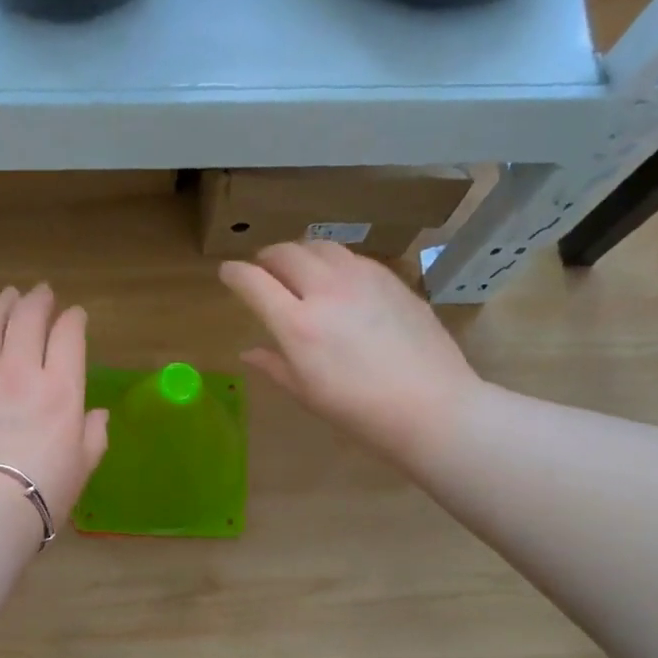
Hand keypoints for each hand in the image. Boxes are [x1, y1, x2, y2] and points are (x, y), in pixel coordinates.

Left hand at [0, 284, 109, 537]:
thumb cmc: (43, 494)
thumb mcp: (84, 466)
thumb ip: (94, 434)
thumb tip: (96, 414)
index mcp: (60, 388)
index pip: (68, 335)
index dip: (73, 319)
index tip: (75, 315)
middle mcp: (18, 371)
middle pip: (27, 318)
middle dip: (38, 300)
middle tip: (41, 293)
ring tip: (5, 297)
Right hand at [219, 242, 484, 462]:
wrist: (430, 405)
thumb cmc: (360, 412)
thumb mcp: (307, 394)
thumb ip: (274, 365)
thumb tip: (249, 352)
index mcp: (298, 324)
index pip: (254, 282)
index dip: (234, 274)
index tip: (227, 273)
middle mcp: (326, 290)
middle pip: (286, 253)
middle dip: (266, 257)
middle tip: (262, 270)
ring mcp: (362, 279)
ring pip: (320, 245)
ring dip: (300, 252)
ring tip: (298, 268)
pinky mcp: (390, 278)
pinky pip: (352, 257)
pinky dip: (333, 261)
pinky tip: (338, 280)